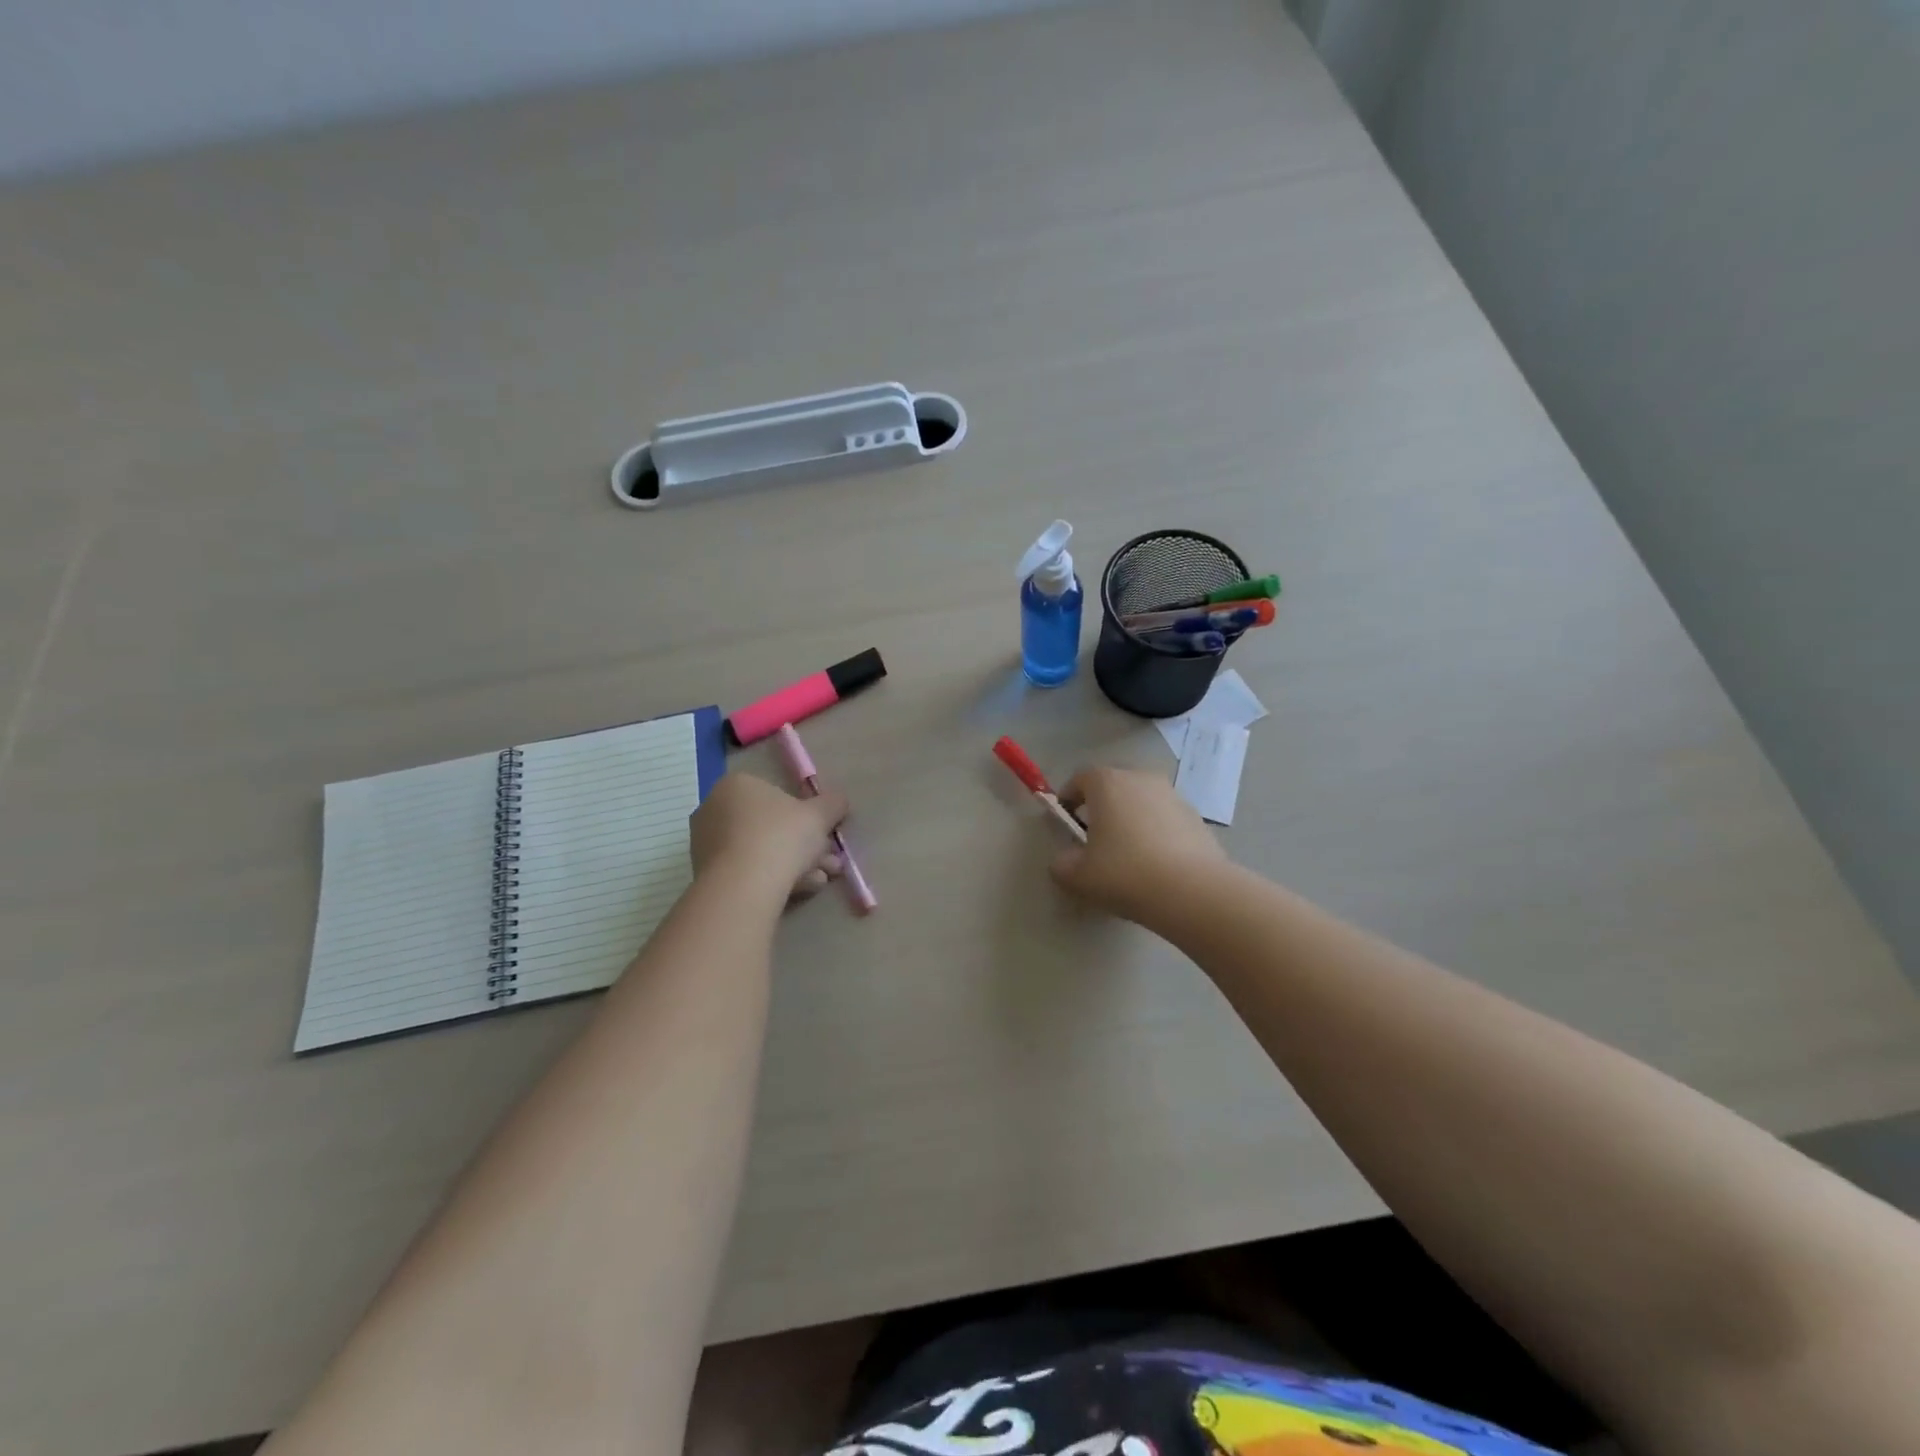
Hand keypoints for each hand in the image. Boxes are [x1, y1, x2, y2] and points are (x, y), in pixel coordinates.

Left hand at [691, 773, 847, 896]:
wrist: (743, 886)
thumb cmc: (781, 837)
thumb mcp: (819, 816)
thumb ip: (833, 804)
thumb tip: (840, 801)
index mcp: (737, 785)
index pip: (776, 795)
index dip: (805, 816)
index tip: (824, 835)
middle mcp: (715, 809)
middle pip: (769, 826)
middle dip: (804, 845)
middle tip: (828, 863)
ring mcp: (706, 844)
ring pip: (761, 851)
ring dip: (794, 864)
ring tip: (819, 881)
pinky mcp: (706, 875)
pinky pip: (747, 871)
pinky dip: (773, 878)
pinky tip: (800, 891)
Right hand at [1051, 765, 1227, 921]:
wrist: (1192, 891)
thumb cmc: (1125, 873)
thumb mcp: (1078, 876)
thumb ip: (1061, 864)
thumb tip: (1065, 860)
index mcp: (1106, 782)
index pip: (1079, 779)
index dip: (1068, 799)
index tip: (1065, 823)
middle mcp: (1140, 778)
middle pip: (1113, 786)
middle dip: (1101, 808)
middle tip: (1095, 840)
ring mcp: (1172, 795)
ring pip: (1141, 801)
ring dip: (1131, 819)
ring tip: (1128, 855)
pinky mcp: (1196, 816)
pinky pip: (1165, 818)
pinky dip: (1156, 832)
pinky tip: (1156, 864)